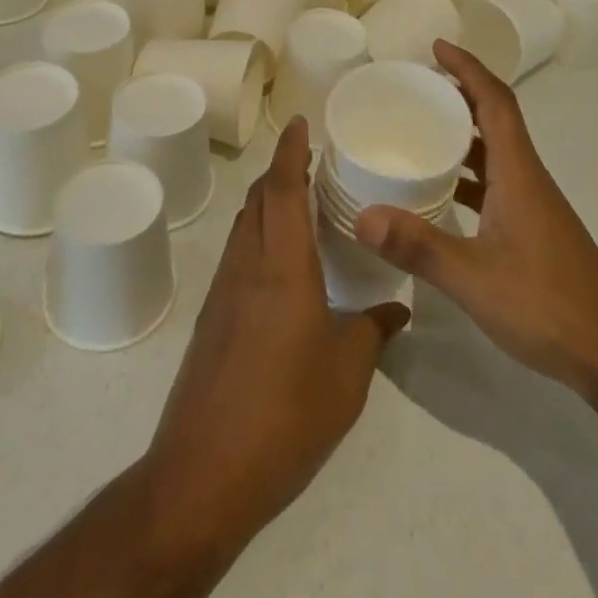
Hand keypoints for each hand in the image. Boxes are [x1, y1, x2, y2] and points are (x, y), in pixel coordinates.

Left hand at [145, 118, 409, 553]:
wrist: (202, 475)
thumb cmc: (285, 416)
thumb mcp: (347, 376)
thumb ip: (372, 332)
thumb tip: (395, 309)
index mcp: (282, 269)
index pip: (281, 190)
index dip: (290, 151)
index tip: (301, 122)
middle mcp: (247, 268)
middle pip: (256, 199)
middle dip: (279, 170)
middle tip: (312, 161)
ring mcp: (222, 293)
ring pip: (243, 226)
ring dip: (266, 202)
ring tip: (301, 203)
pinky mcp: (211, 320)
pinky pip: (238, 256)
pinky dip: (259, 236)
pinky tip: (283, 264)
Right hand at [355, 40, 597, 399]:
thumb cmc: (547, 306)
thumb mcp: (473, 277)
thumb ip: (418, 247)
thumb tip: (362, 216)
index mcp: (518, 173)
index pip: (495, 102)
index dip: (468, 68)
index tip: (437, 47)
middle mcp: (528, 179)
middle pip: (497, 119)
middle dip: (461, 93)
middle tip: (418, 87)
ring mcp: (535, 206)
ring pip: (497, 153)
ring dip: (465, 134)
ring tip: (422, 130)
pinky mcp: (536, 231)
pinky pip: (497, 183)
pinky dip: (470, 175)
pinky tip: (443, 195)